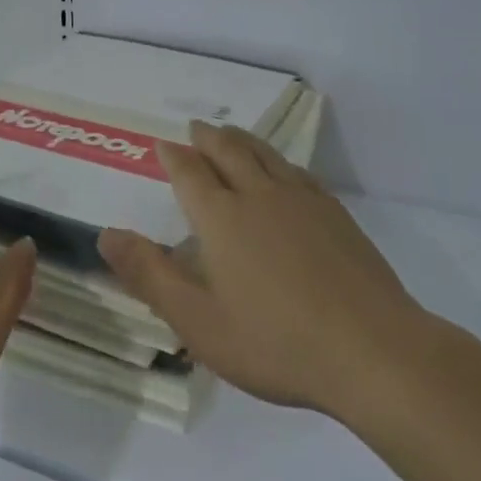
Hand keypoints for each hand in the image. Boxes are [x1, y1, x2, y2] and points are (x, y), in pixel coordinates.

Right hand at [98, 121, 432, 423]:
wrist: (374, 352)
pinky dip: (279, 162)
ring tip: (232, 134)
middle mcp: (259, 196)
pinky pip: (298, 173)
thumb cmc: (275, 341)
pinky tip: (285, 172)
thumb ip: (149, 274)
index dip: (173, 157)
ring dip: (243, 140)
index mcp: (221, 217)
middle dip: (207, 138)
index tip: (163, 144)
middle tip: (195, 128)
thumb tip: (106, 234)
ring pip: (266, 155)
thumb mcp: (197, 320)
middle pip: (229, 152)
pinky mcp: (337, 216)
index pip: (190, 173)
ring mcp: (303, 202)